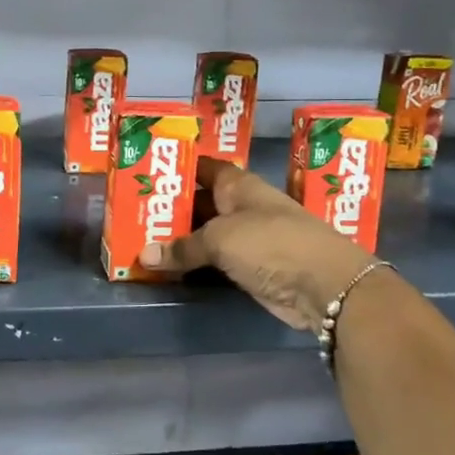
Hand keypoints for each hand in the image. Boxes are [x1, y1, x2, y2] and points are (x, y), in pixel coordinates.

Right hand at [139, 159, 377, 330]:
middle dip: (169, 209)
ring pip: (203, 234)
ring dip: (177, 240)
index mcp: (237, 185)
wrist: (323, 286)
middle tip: (131, 214)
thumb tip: (144, 255)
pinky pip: (211, 261)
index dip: (176, 169)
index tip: (145, 174)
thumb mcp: (220, 239)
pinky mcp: (248, 267)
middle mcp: (240, 207)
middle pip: (199, 203)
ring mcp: (246, 238)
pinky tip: (164, 267)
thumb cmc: (271, 243)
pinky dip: (191, 263)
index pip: (202, 168)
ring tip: (139, 240)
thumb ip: (182, 247)